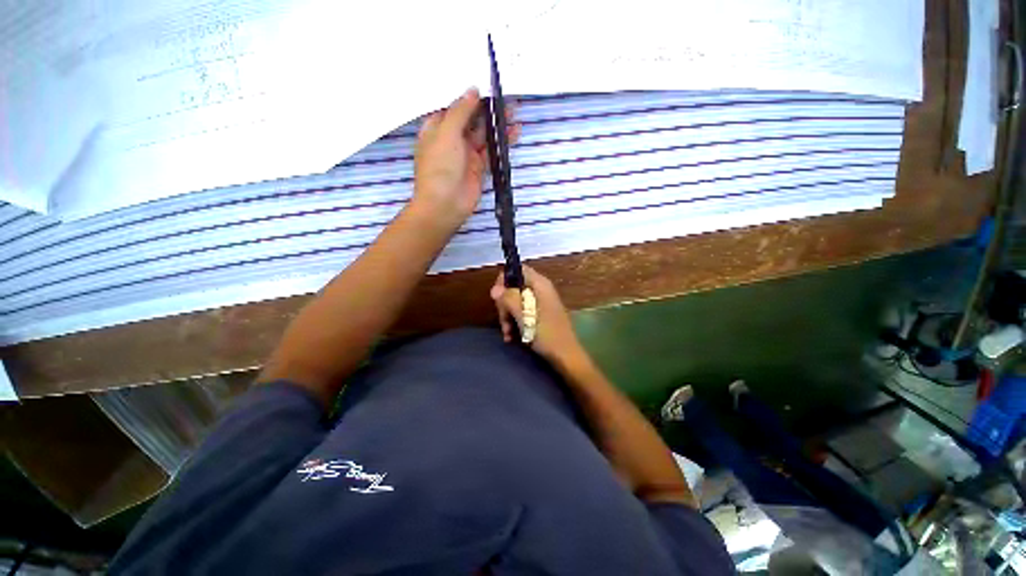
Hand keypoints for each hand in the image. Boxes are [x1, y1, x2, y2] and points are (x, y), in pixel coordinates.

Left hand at [413, 88, 519, 233]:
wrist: (445, 204)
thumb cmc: (439, 167)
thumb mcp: (446, 133)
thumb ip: (460, 111)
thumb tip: (472, 90)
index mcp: (437, 127)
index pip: (453, 106)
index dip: (468, 95)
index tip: (485, 82)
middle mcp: (451, 138)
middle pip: (470, 118)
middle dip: (486, 108)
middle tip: (504, 95)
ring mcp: (466, 153)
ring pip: (483, 134)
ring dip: (496, 123)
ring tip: (513, 110)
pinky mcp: (479, 167)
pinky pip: (492, 150)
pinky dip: (502, 141)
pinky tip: (514, 132)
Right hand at [490, 266, 585, 366]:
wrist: (565, 356)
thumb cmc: (546, 333)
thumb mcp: (524, 316)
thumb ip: (509, 299)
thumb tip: (494, 289)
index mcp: (540, 284)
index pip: (518, 270)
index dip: (504, 279)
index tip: (496, 296)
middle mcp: (540, 290)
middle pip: (514, 287)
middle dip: (505, 303)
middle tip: (503, 320)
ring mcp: (540, 303)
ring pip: (516, 301)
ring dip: (508, 316)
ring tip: (507, 333)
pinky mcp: (539, 315)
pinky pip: (522, 312)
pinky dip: (515, 322)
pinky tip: (511, 337)